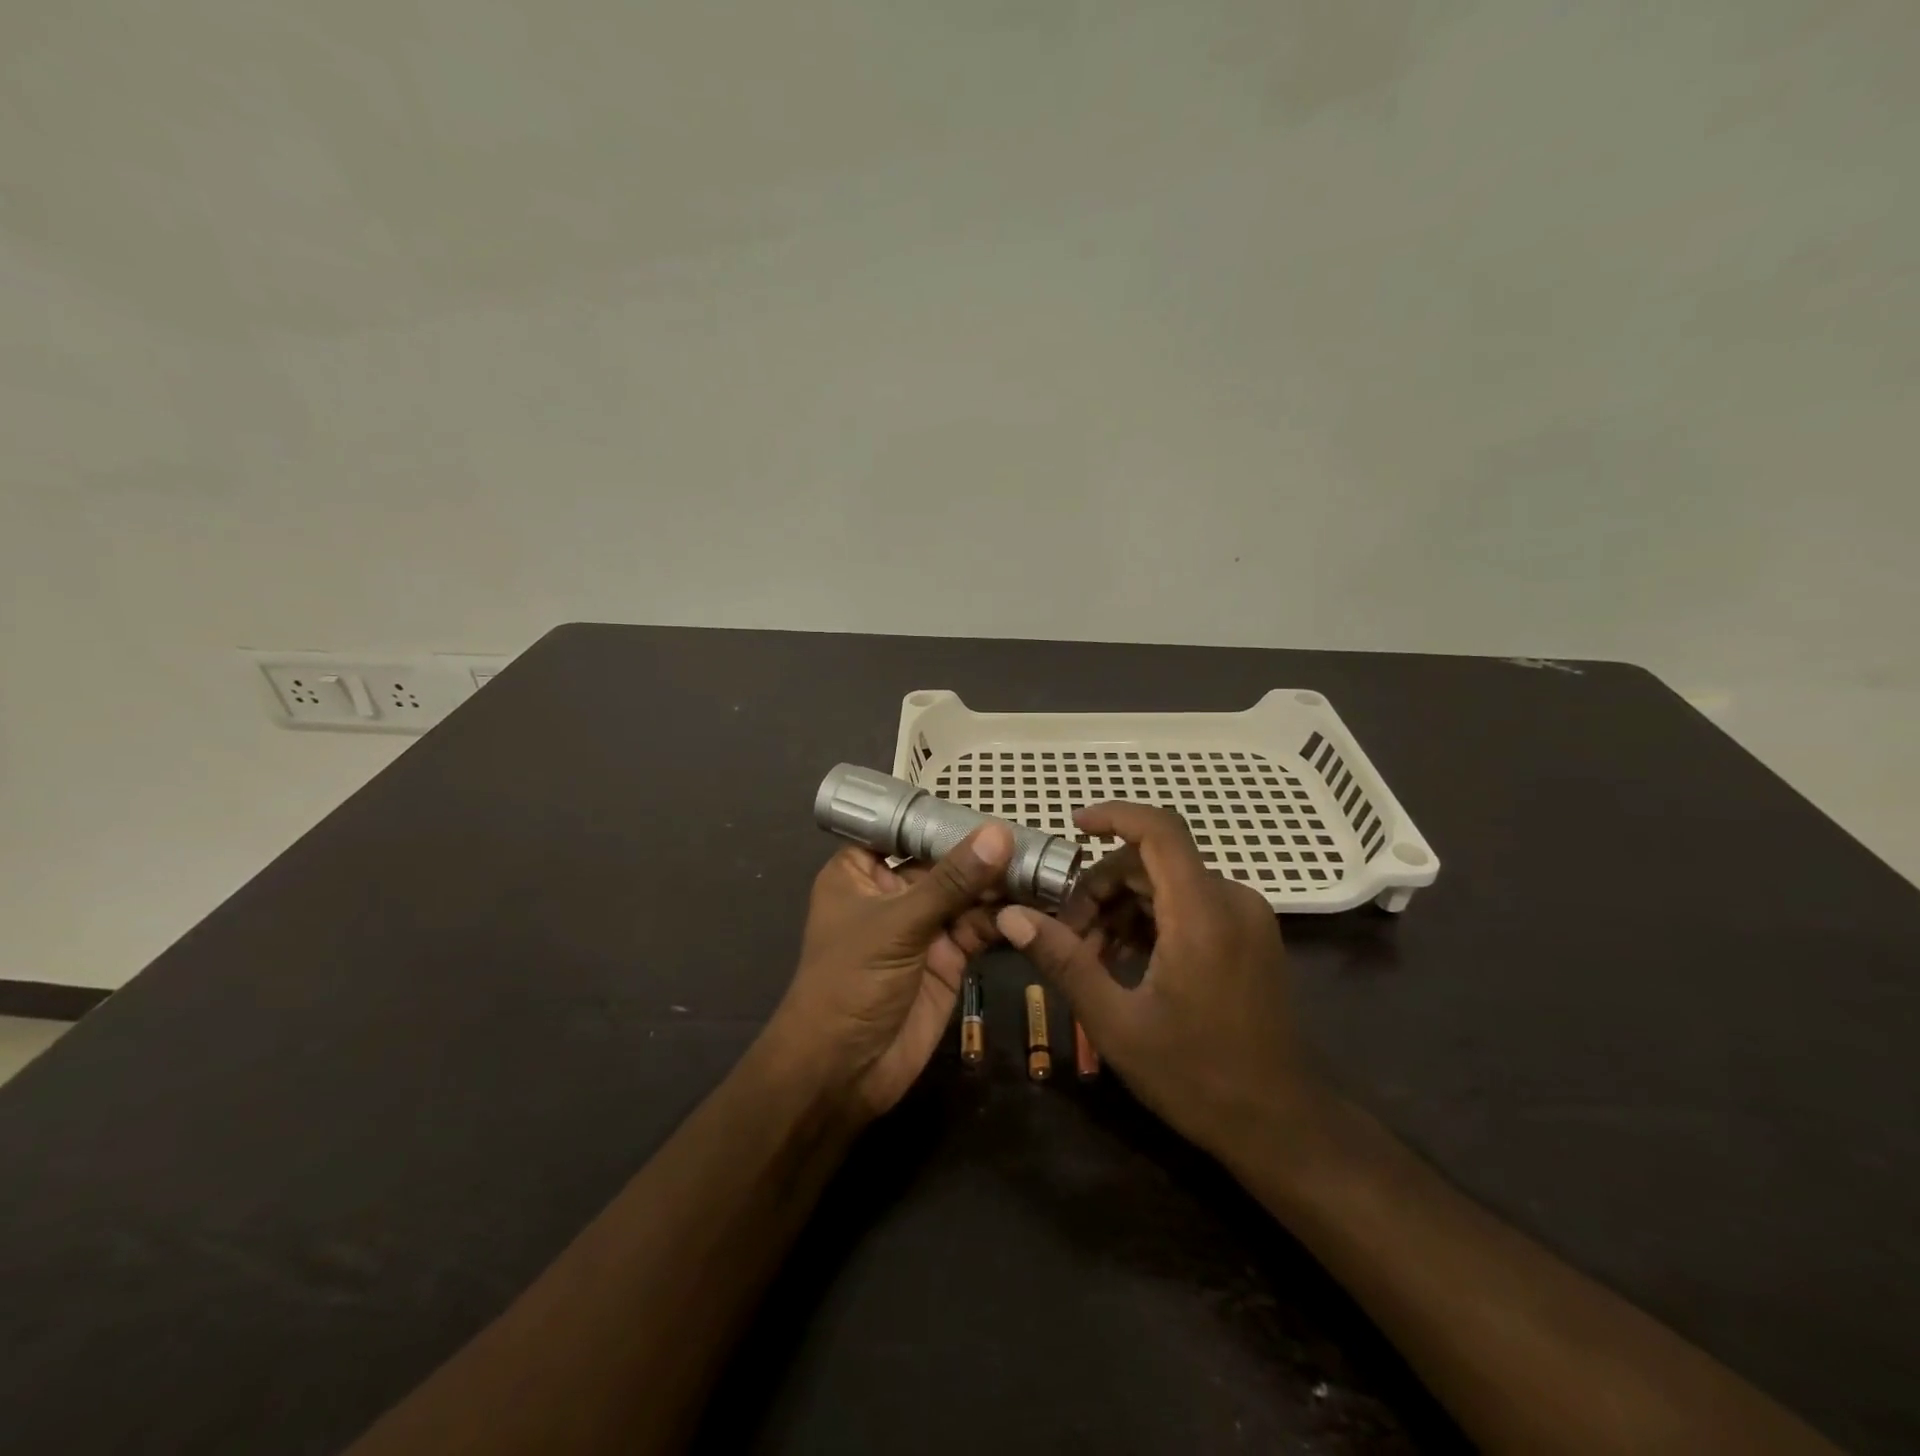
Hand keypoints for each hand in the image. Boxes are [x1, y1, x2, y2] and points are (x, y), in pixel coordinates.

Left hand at [766, 823, 1010, 1119]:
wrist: (843, 1073)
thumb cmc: (850, 982)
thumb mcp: (898, 923)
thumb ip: (952, 881)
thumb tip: (999, 833)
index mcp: (860, 872)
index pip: (903, 830)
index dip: (942, 818)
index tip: (989, 802)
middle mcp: (893, 893)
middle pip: (943, 861)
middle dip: (983, 851)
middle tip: (1032, 835)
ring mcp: (922, 926)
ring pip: (966, 894)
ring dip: (1000, 883)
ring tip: (1043, 865)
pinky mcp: (948, 958)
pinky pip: (980, 927)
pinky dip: (1005, 917)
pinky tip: (1037, 902)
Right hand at [996, 803, 1323, 1161]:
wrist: (1279, 1125)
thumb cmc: (1195, 1076)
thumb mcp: (1116, 1022)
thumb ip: (1064, 960)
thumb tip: (1012, 916)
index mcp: (1203, 914)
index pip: (1159, 829)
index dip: (1114, 816)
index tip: (1072, 827)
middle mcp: (1232, 900)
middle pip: (1154, 860)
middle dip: (1102, 885)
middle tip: (1067, 934)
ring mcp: (1246, 917)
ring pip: (1169, 882)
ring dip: (1123, 905)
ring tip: (1092, 956)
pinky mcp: (1249, 934)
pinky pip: (1190, 903)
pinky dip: (1151, 918)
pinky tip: (1125, 960)